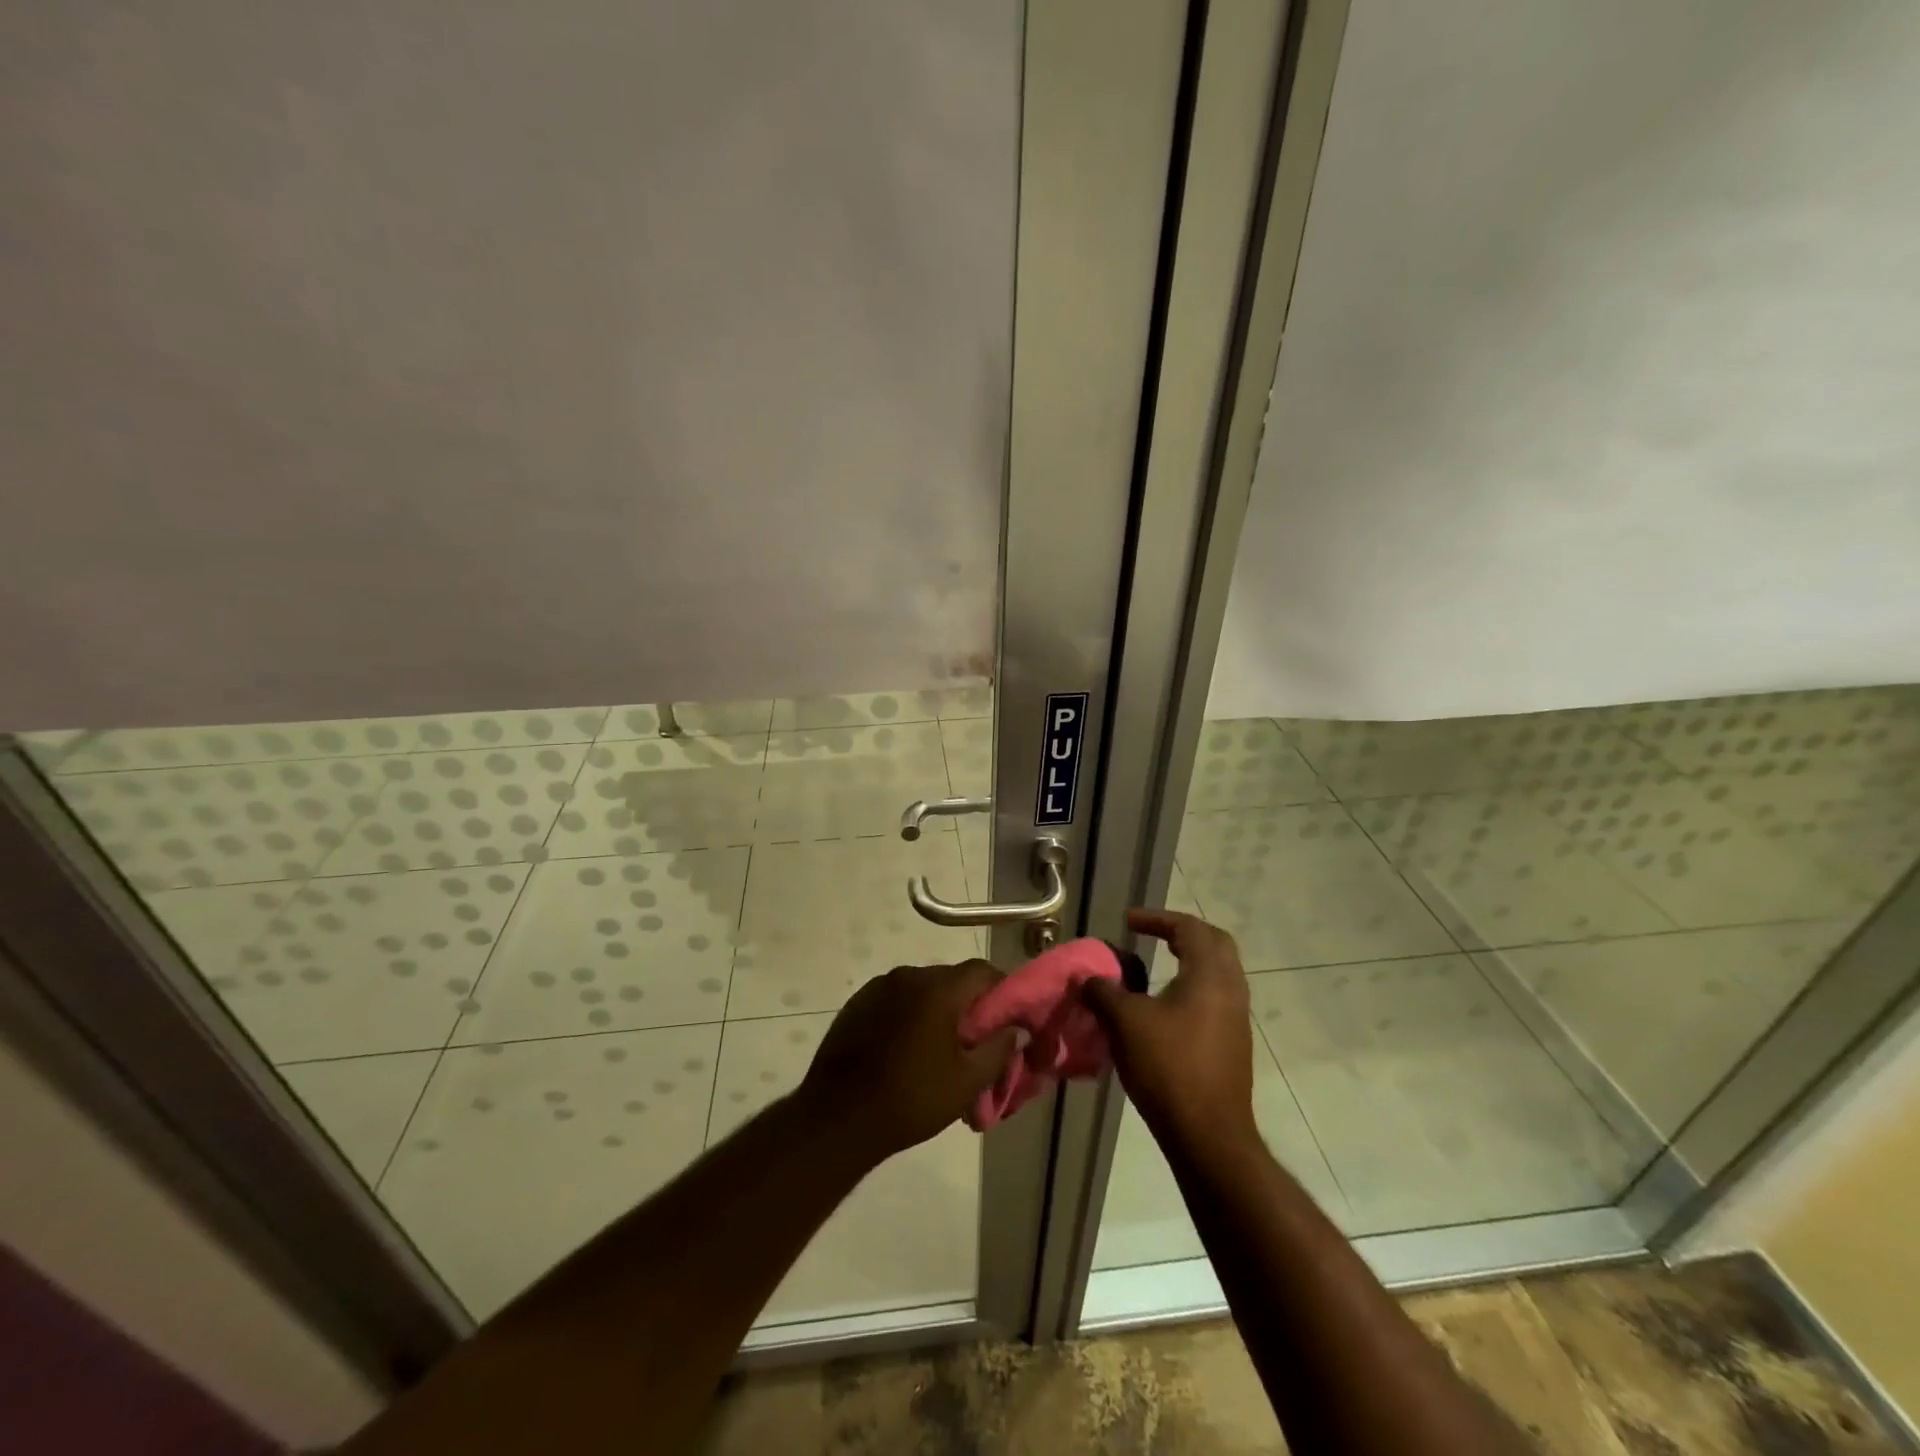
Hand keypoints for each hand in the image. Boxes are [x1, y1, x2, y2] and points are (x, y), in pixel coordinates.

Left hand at [798, 960, 1020, 1162]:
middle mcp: (908, 975)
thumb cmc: (911, 1099)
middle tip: (975, 1040)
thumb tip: (1017, 1030)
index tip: (1008, 1018)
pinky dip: (909, 1015)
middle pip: (951, 979)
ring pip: (922, 989)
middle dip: (968, 1004)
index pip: (982, 971)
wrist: (837, 1117)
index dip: (1001, 991)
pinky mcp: (857, 1003)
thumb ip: (998, 1050)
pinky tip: (906, 1049)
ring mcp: (878, 987)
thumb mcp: (966, 1082)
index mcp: (937, 988)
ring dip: (936, 1009)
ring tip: (939, 1048)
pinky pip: (895, 999)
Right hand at [1082, 908, 1256, 1155]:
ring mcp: (1236, 1019)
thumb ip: (1104, 991)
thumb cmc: (1168, 1067)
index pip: (1189, 928)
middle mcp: (1231, 990)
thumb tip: (1088, 978)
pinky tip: (1164, 1006)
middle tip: (1152, 934)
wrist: (1208, 1136)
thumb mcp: (1125, 1022)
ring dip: (1189, 961)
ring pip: (1218, 973)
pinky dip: (1191, 987)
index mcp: (1210, 975)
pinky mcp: (1233, 1044)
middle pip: (1214, 944)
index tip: (1128, 921)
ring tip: (1154, 966)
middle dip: (1182, 933)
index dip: (1157, 918)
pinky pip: (1215, 998)